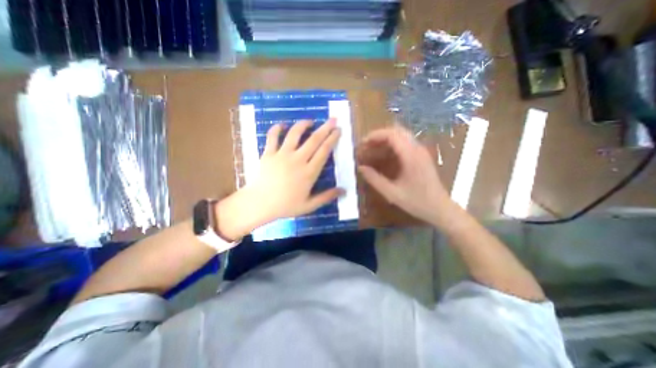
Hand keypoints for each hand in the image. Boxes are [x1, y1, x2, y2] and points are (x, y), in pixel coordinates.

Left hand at [219, 119, 343, 239]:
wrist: (259, 204)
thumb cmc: (285, 206)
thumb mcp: (309, 205)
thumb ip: (327, 197)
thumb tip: (344, 191)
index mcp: (309, 172)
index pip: (324, 151)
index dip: (332, 139)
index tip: (338, 130)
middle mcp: (298, 160)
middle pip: (314, 140)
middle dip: (325, 128)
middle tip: (332, 119)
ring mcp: (282, 155)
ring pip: (294, 134)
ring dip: (303, 124)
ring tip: (310, 121)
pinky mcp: (268, 153)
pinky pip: (272, 137)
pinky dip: (277, 128)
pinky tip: (282, 125)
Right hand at [358, 126, 451, 223]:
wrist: (440, 208)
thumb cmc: (417, 202)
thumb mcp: (392, 193)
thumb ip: (374, 179)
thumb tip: (360, 168)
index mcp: (411, 156)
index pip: (392, 134)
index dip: (375, 135)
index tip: (362, 143)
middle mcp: (417, 149)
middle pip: (396, 131)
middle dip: (379, 136)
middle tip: (366, 146)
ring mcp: (421, 151)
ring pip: (401, 136)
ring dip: (385, 139)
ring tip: (372, 149)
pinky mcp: (421, 156)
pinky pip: (405, 143)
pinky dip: (392, 145)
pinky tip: (384, 155)